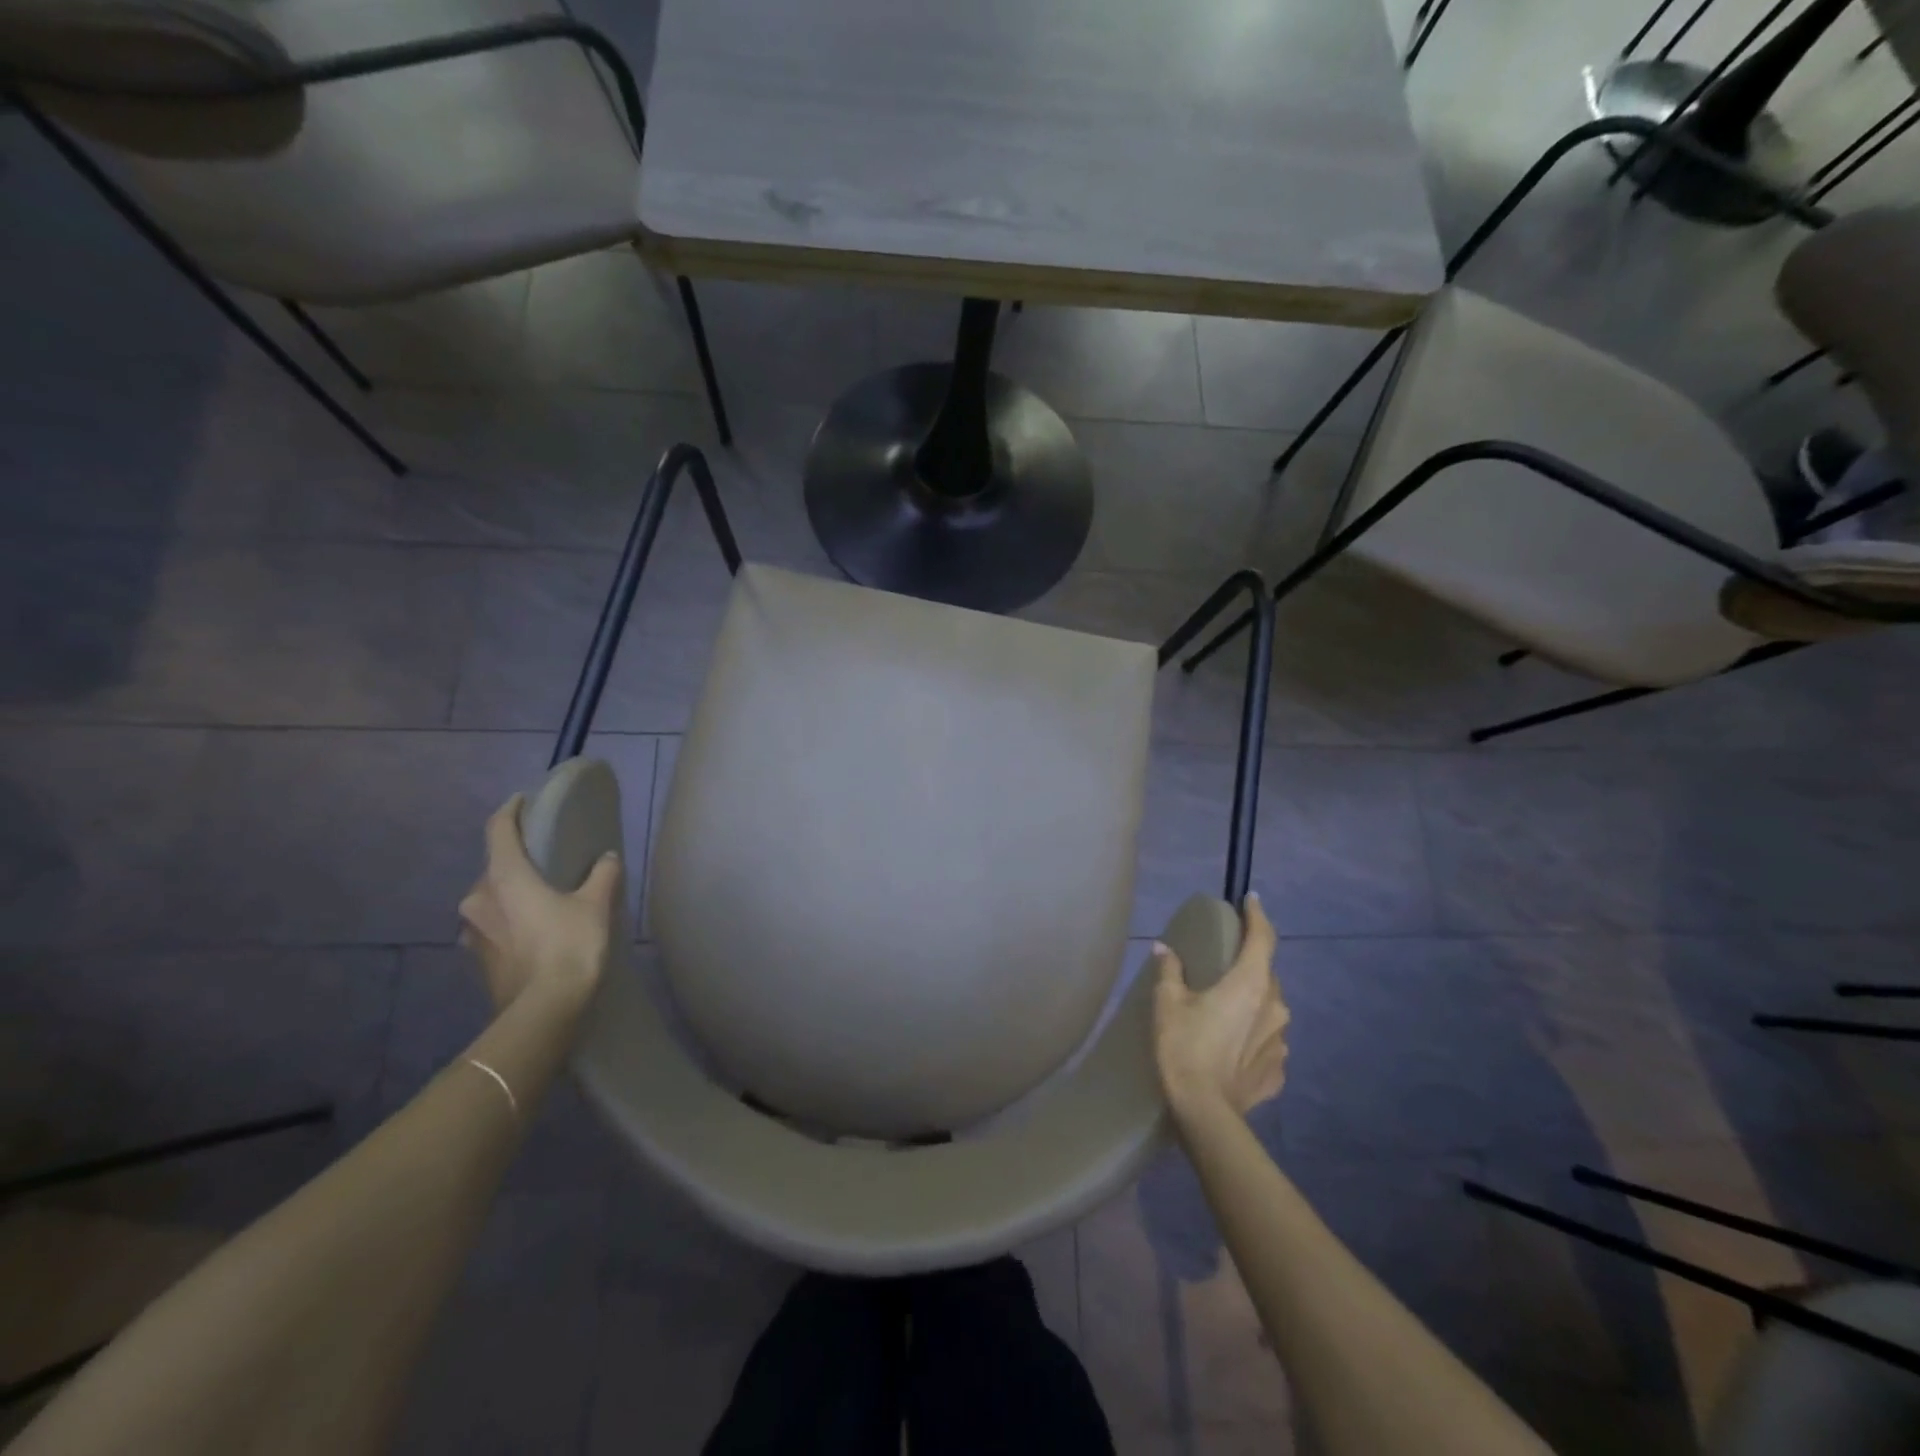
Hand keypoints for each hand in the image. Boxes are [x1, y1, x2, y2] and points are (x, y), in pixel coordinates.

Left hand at [458, 794, 622, 1014]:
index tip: (522, 800)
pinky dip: (510, 920)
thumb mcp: (595, 905)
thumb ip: (601, 875)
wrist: (543, 1010)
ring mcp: (472, 931)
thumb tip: (606, 858)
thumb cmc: (569, 945)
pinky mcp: (477, 958)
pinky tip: (533, 930)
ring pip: (491, 899)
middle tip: (544, 860)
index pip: (498, 830)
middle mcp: (478, 898)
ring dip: (512, 894)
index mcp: (504, 877)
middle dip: (516, 860)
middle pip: (494, 867)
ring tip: (540, 898)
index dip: (510, 811)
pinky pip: (492, 926)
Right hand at [1152, 891, 1288, 1121]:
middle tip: (1226, 963)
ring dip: (1252, 1002)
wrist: (1205, 1114)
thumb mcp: (1168, 1003)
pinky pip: (1267, 1042)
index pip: (1263, 938)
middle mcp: (1275, 1007)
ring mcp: (1281, 1042)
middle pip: (1267, 974)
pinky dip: (1253, 1036)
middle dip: (1250, 963)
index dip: (1257, 916)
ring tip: (1226, 1007)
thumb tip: (1165, 950)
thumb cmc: (1185, 1048)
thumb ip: (1170, 971)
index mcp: (1250, 984)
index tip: (1251, 900)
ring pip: (1270, 1008)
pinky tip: (1233, 1045)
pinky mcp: (1278, 1071)